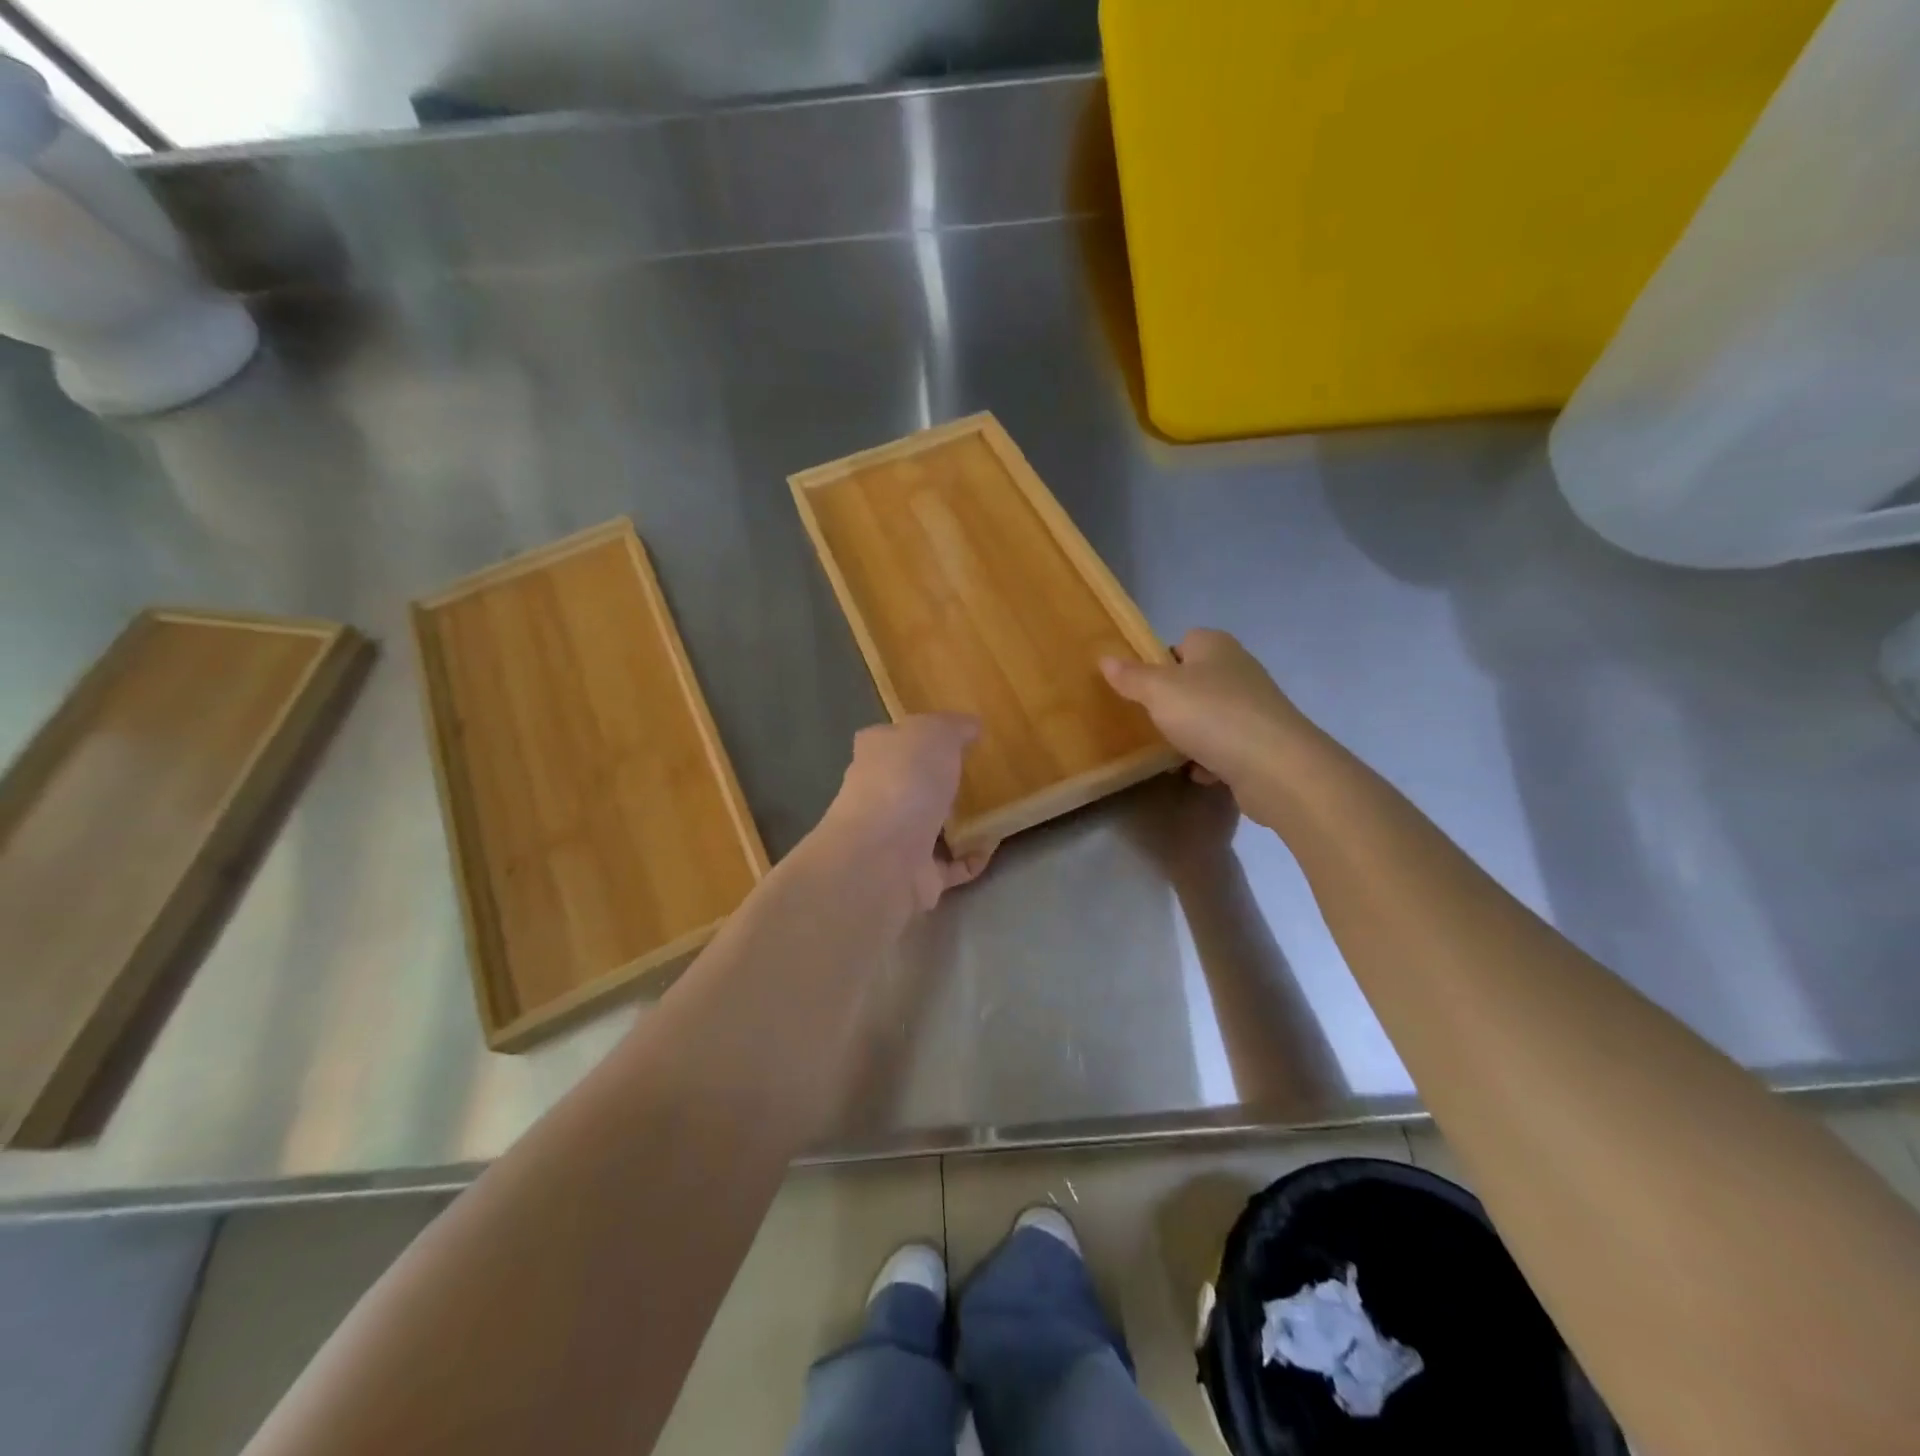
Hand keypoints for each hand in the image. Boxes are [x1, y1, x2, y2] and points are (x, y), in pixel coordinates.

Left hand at [820, 713, 993, 910]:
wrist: (884, 857)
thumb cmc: (905, 781)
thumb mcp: (935, 733)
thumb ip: (953, 726)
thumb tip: (971, 726)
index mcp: (876, 754)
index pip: (891, 739)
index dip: (917, 736)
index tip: (952, 738)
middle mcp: (878, 795)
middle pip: (910, 784)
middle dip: (938, 782)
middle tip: (979, 775)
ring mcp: (894, 839)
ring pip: (929, 826)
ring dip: (957, 823)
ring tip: (994, 810)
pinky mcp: (914, 876)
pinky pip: (949, 865)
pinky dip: (970, 858)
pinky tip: (993, 846)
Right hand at [1102, 629, 1320, 825]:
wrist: (1275, 766)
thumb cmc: (1212, 715)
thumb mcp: (1159, 692)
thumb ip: (1131, 676)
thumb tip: (1106, 658)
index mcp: (1215, 646)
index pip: (1183, 641)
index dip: (1160, 661)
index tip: (1141, 686)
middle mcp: (1238, 669)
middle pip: (1195, 680)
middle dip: (1173, 702)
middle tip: (1148, 720)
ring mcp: (1254, 706)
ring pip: (1210, 715)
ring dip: (1190, 734)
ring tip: (1169, 752)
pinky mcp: (1262, 742)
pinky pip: (1226, 746)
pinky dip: (1210, 759)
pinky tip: (1198, 773)